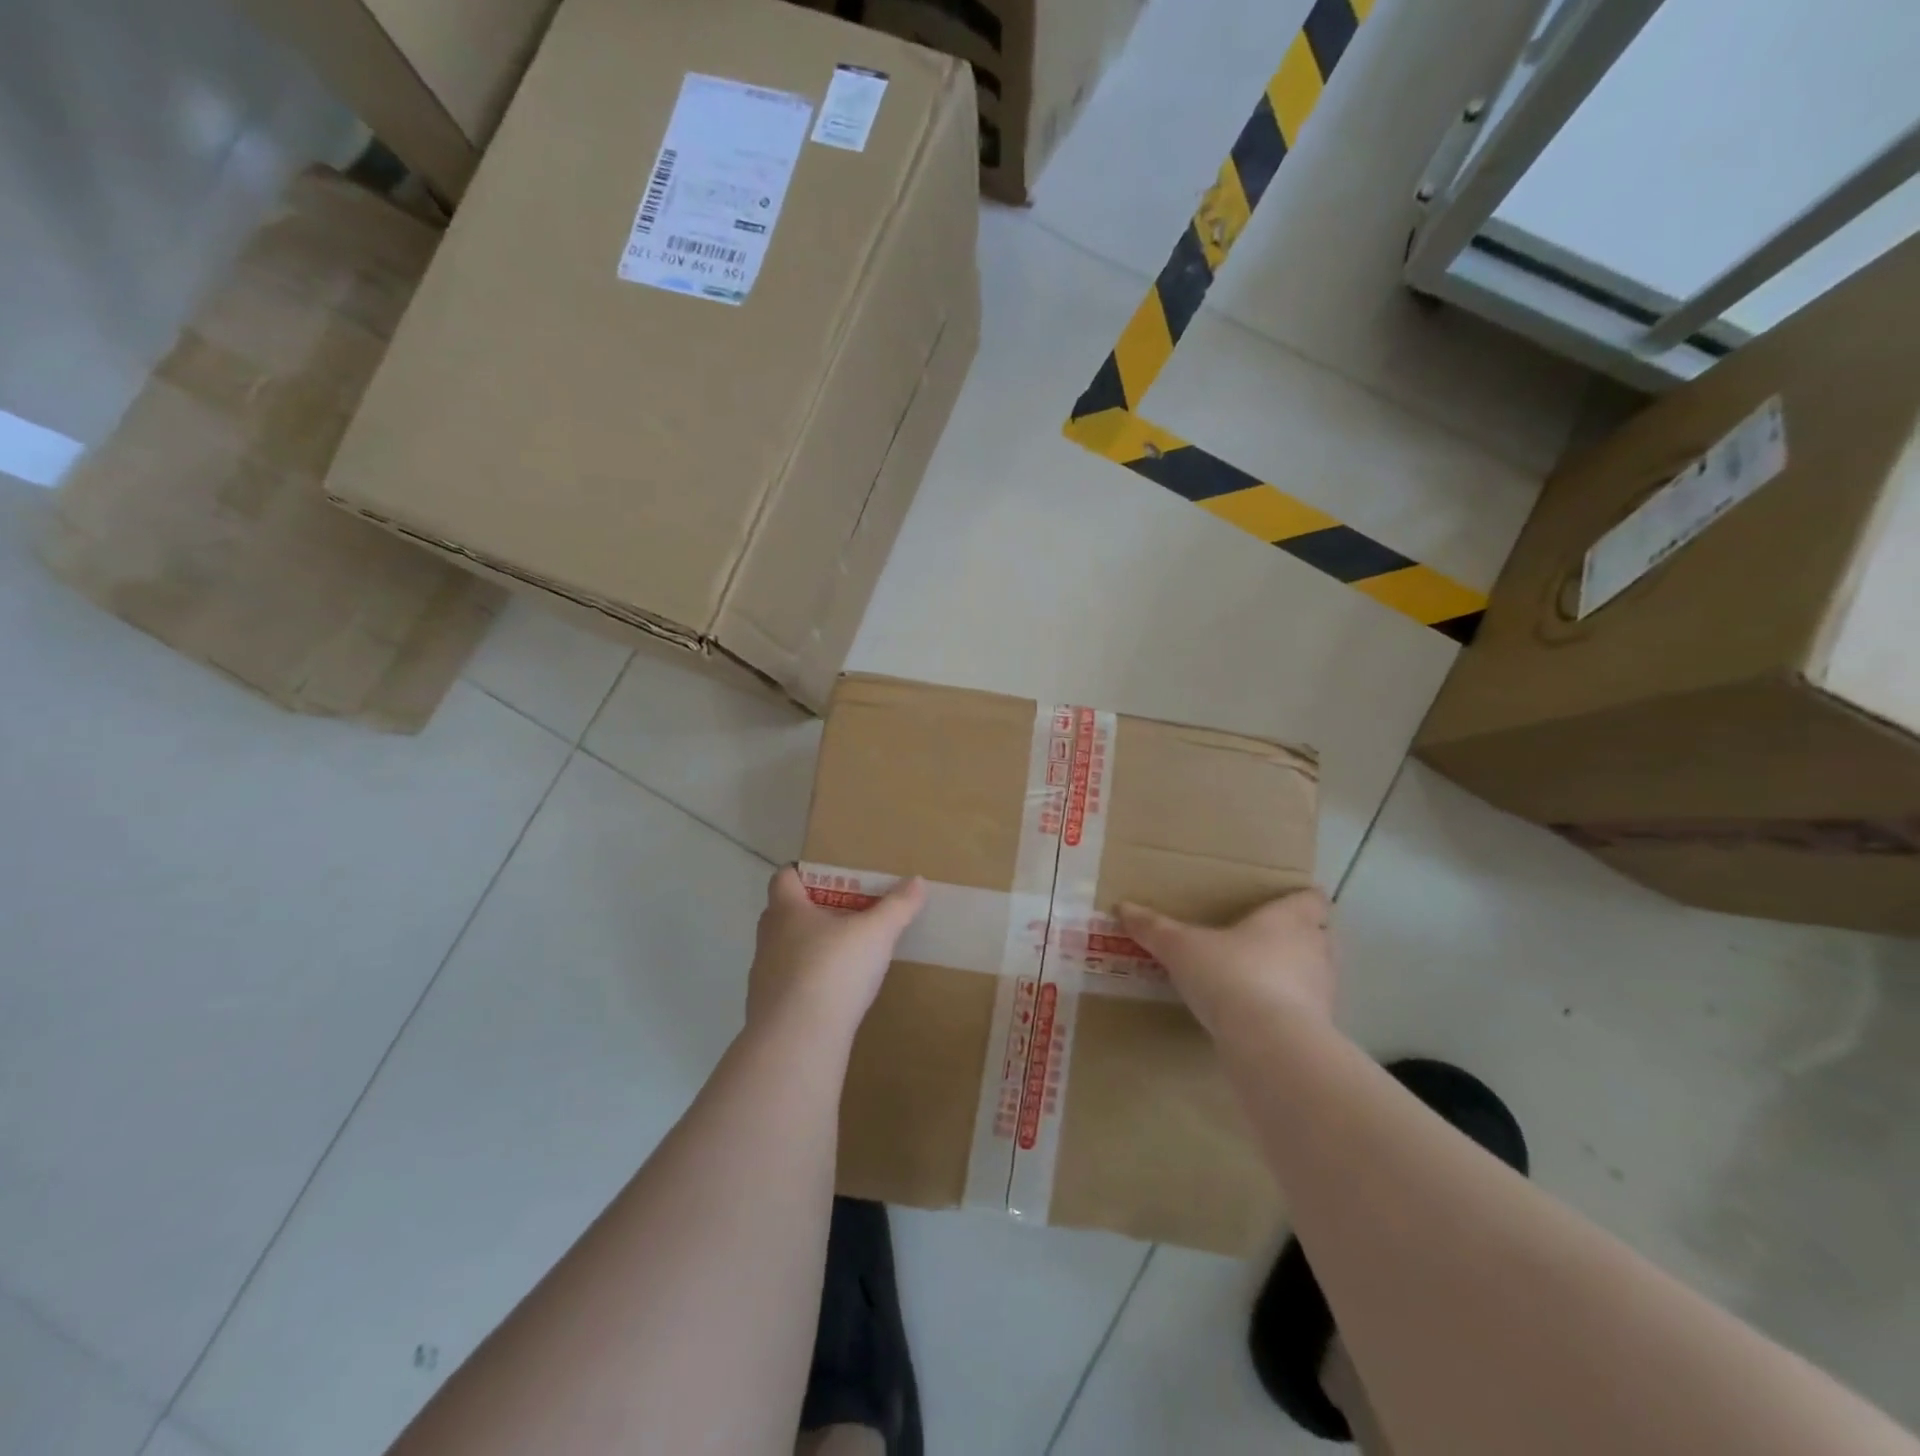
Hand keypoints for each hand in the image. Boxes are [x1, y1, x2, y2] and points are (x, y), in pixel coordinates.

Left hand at [747, 866, 925, 1036]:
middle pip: (783, 914)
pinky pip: (788, 986)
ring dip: (808, 949)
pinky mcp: (767, 1011)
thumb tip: (917, 880)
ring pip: (784, 952)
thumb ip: (897, 906)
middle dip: (811, 911)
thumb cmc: (833, 970)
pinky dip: (807, 984)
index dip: (803, 873)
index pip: (783, 878)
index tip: (829, 879)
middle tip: (845, 914)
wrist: (797, 1041)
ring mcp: (763, 977)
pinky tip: (833, 995)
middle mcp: (768, 939)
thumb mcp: (876, 933)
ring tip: (843, 956)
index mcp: (787, 911)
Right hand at [1116, 889, 1334, 1037]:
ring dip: (1295, 975)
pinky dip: (1289, 1010)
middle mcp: (1315, 950)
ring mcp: (1323, 993)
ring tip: (1259, 978)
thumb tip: (1123, 907)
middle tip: (1264, 939)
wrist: (1269, 1044)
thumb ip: (1155, 928)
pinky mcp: (1320, 1030)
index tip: (1282, 901)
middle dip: (1299, 937)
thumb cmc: (1231, 975)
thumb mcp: (1182, 948)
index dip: (1301, 898)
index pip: (1314, 899)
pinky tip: (1260, 1016)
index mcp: (1289, 919)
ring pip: (1316, 974)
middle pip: (1320, 935)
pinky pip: (1307, 1011)